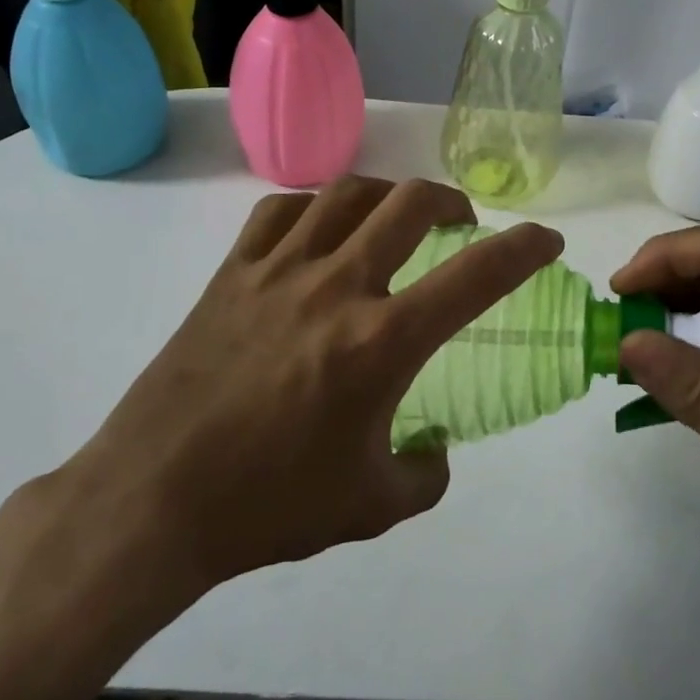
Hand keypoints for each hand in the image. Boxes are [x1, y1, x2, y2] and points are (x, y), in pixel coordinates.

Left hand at [49, 176, 561, 635]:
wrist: (154, 500)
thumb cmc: (269, 506)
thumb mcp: (370, 506)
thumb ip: (425, 476)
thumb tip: (436, 451)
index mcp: (381, 342)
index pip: (476, 275)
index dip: (524, 248)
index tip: (545, 239)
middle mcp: (337, 286)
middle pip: (411, 203)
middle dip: (452, 201)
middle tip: (461, 223)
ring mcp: (279, 270)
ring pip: (347, 192)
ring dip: (387, 194)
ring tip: (395, 217)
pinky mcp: (232, 272)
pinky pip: (282, 210)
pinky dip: (315, 207)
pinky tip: (320, 230)